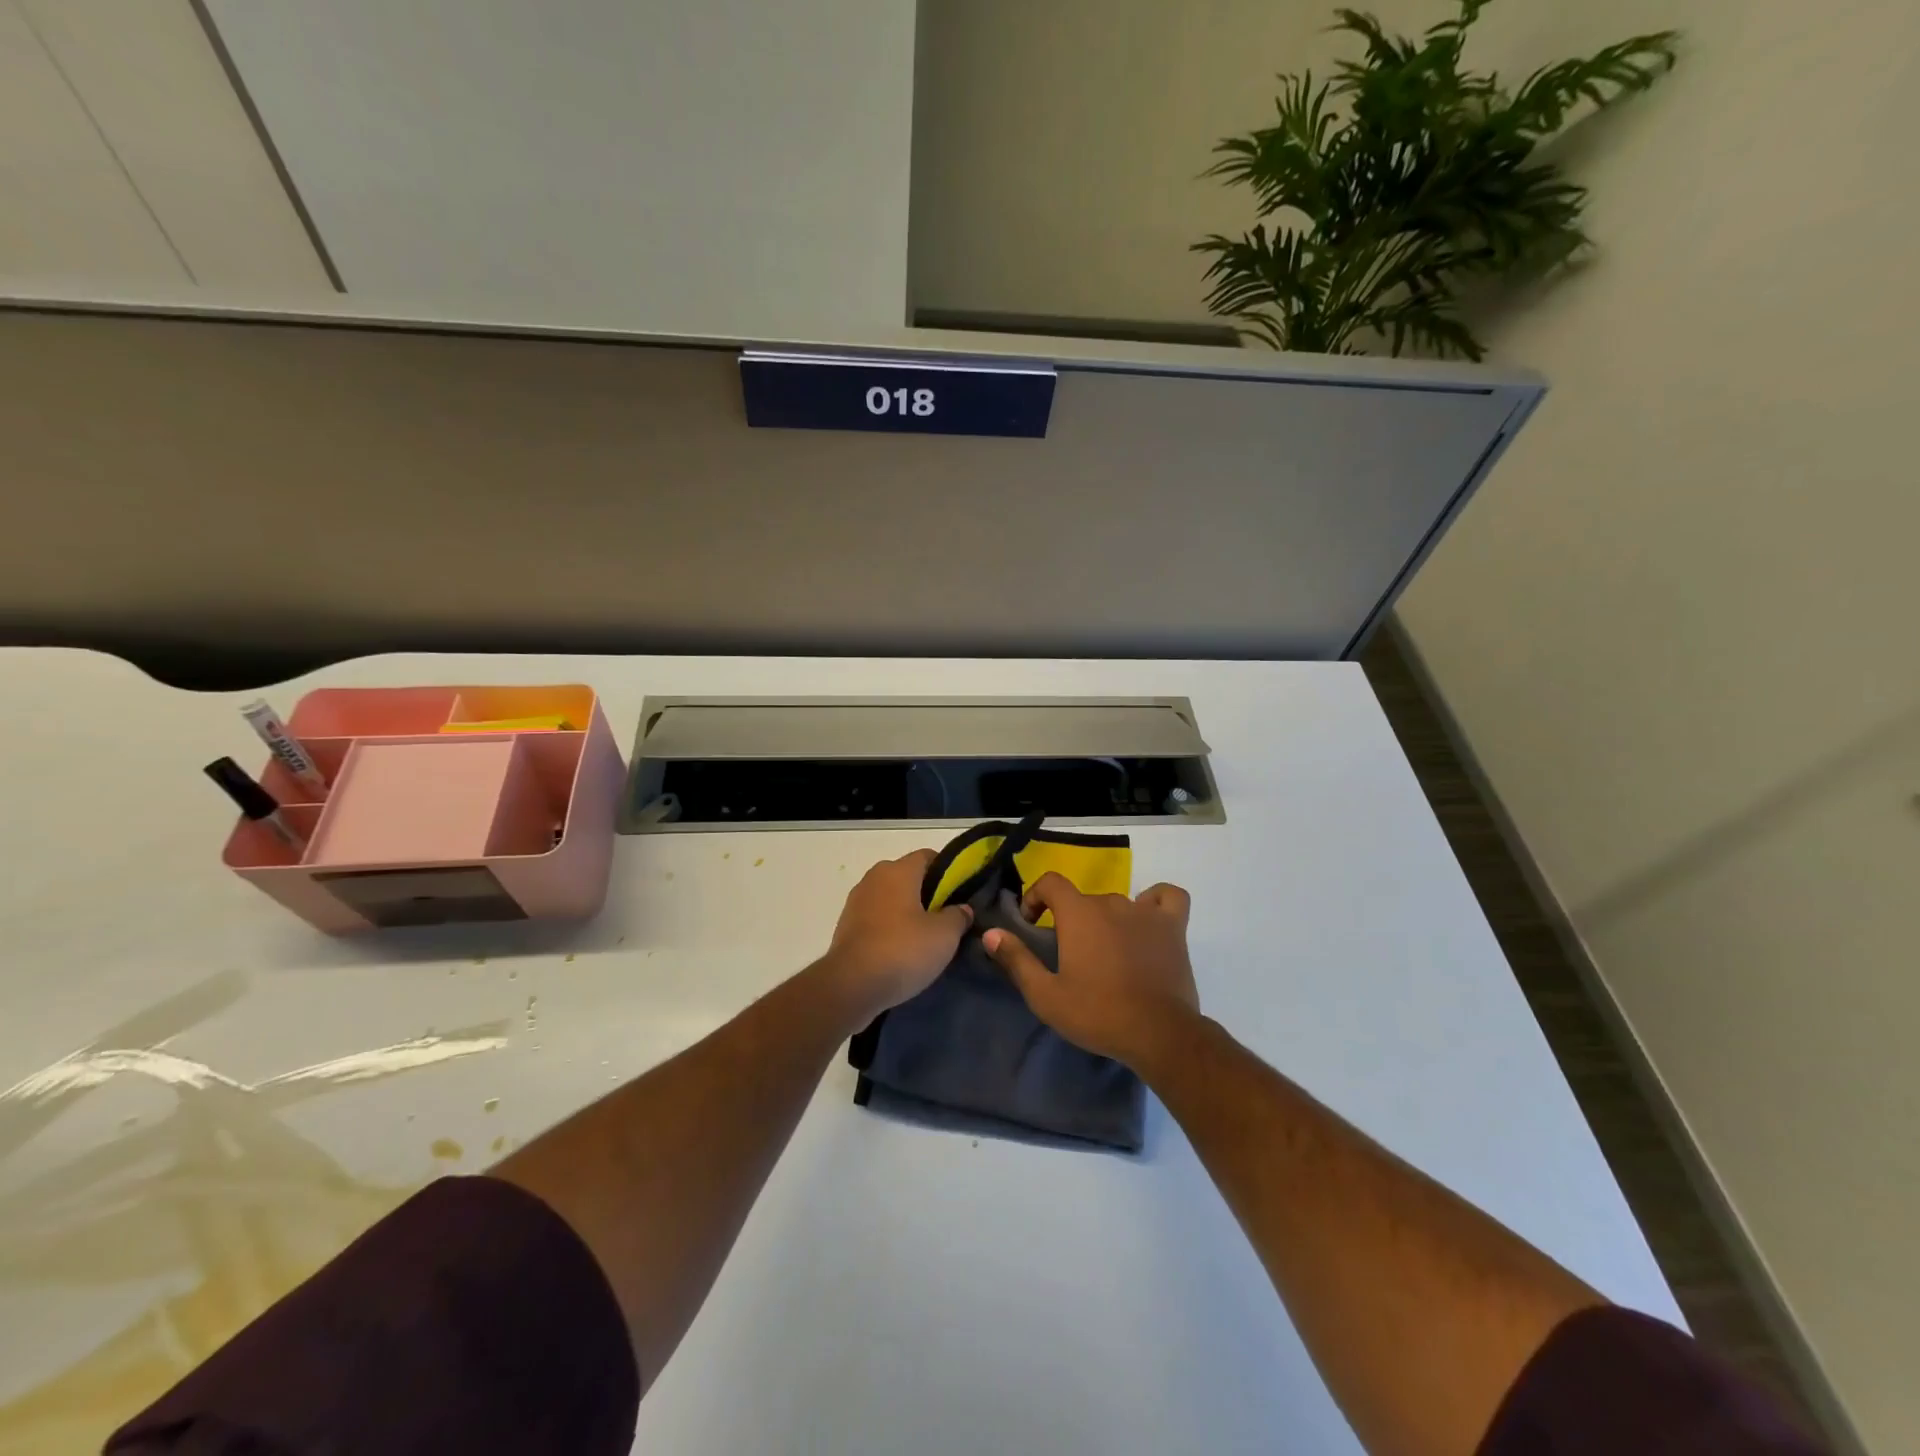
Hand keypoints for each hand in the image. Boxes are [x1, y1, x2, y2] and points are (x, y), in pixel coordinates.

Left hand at [825, 850, 971, 1018]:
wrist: (850, 986)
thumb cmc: (902, 950)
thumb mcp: (944, 935)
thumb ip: (958, 916)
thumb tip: (961, 909)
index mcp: (898, 870)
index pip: (929, 856)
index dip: (948, 872)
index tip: (960, 895)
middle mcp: (874, 877)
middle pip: (908, 877)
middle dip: (928, 894)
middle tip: (947, 919)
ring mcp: (856, 901)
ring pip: (891, 898)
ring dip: (907, 912)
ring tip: (925, 938)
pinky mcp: (846, 926)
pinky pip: (876, 918)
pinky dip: (889, 928)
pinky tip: (901, 951)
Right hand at [983, 874, 1200, 1070]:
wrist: (1159, 1034)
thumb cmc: (1098, 1014)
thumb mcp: (1046, 995)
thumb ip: (1016, 959)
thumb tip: (991, 933)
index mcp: (1078, 912)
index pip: (1051, 882)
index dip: (1036, 897)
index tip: (1032, 925)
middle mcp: (1111, 902)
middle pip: (1084, 899)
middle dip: (1071, 920)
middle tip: (1070, 956)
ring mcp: (1146, 912)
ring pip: (1118, 903)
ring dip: (1106, 920)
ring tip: (1107, 952)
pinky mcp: (1173, 927)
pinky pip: (1166, 897)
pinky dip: (1155, 903)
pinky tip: (1148, 920)